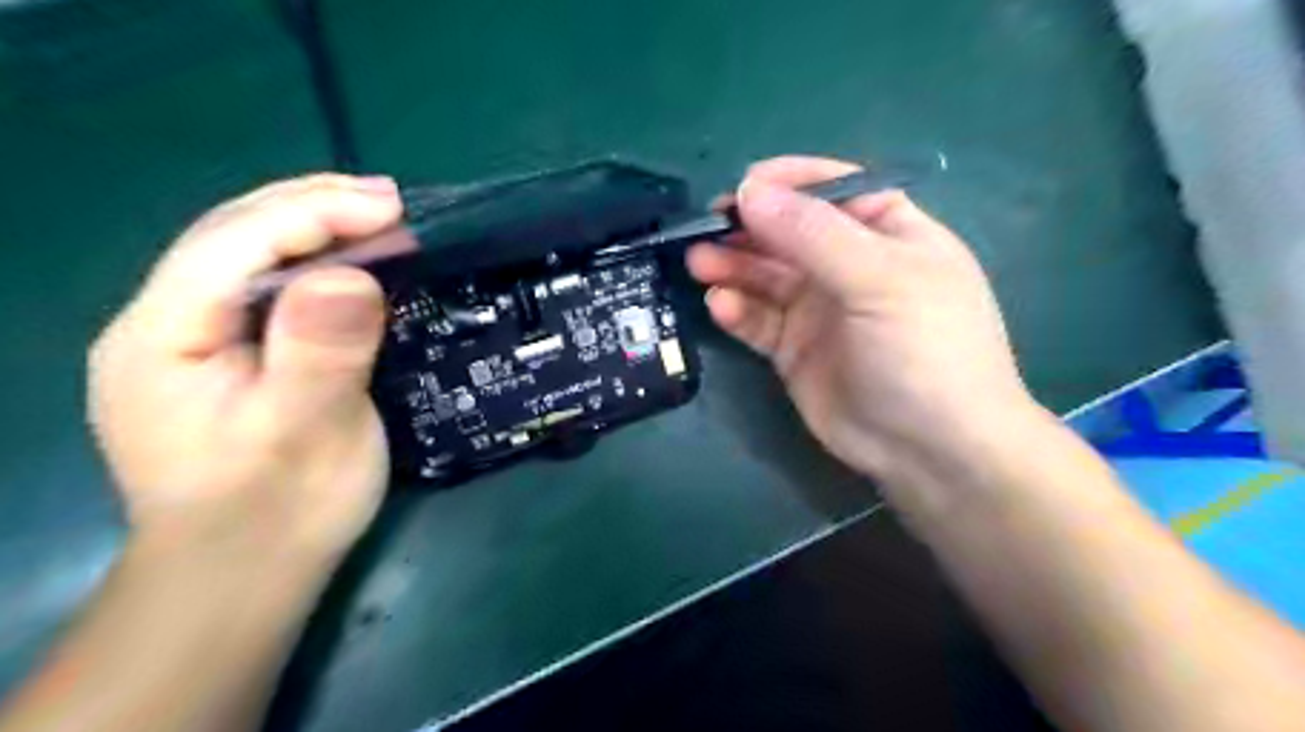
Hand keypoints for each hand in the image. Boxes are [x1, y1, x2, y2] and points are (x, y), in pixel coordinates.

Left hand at [87, 174, 402, 562]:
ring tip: (380, 217)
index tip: (392, 206)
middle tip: (392, 200)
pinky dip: (318, 263)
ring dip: (317, 227)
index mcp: (163, 337)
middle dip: (313, 206)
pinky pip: (270, 289)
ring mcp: (194, 339)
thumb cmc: (276, 511)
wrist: (247, 573)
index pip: (232, 242)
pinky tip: (354, 264)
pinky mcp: (230, 356)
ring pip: (251, 256)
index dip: (312, 212)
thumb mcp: (304, 433)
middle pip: (234, 236)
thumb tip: (352, 274)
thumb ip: (320, 352)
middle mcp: (165, 323)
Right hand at [683, 157, 1040, 487]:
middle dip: (748, 227)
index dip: (788, 182)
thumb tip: (751, 191)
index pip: (833, 190)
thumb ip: (814, 234)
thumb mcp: (880, 279)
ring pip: (766, 275)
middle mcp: (850, 265)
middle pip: (789, 232)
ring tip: (698, 263)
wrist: (930, 449)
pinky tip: (720, 306)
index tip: (742, 187)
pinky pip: (758, 320)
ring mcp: (819, 309)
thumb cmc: (924, 349)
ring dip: (732, 266)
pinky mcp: (794, 349)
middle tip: (704, 229)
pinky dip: (737, 310)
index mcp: (887, 233)